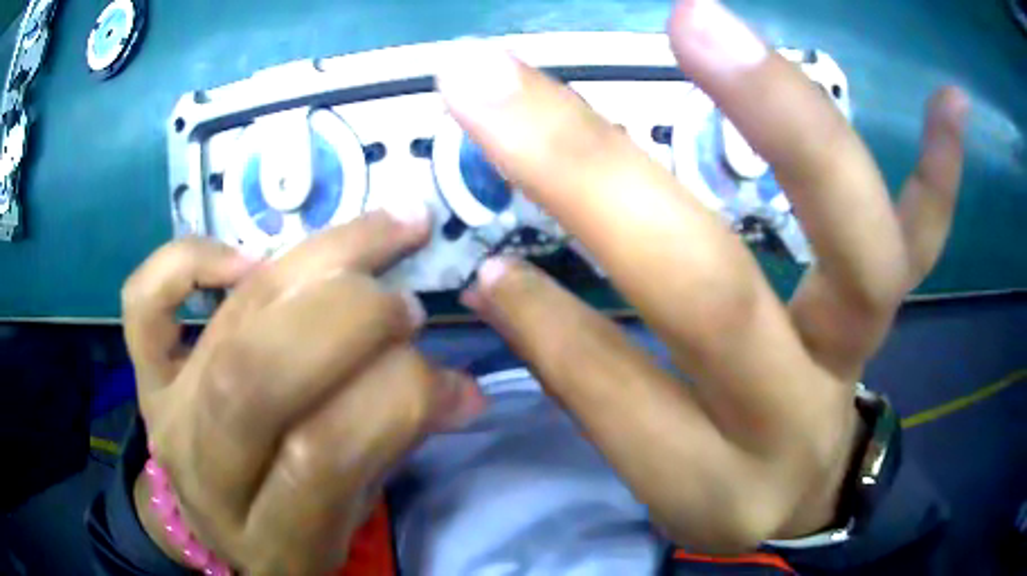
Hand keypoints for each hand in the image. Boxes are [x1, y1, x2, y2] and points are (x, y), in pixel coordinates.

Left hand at [121, 210, 483, 573]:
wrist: (209, 529)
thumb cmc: (290, 528)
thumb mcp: (349, 516)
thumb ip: (392, 449)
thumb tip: (459, 389)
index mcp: (270, 535)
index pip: (323, 455)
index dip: (396, 398)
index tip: (449, 377)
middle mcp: (206, 471)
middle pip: (260, 375)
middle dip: (350, 318)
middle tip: (406, 303)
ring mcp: (164, 414)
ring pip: (228, 323)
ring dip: (315, 264)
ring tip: (381, 238)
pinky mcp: (144, 375)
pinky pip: (143, 302)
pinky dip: (188, 260)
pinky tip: (246, 256)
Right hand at [438, 0, 968, 551]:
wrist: (807, 494)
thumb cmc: (721, 484)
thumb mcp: (649, 470)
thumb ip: (583, 377)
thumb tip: (504, 280)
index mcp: (708, 477)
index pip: (614, 391)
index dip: (544, 319)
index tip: (480, 243)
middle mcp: (792, 416)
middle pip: (714, 296)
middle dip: (597, 180)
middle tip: (502, 79)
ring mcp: (860, 352)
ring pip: (855, 248)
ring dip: (789, 124)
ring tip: (699, 22)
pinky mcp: (896, 313)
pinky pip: (928, 239)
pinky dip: (941, 171)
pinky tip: (949, 101)